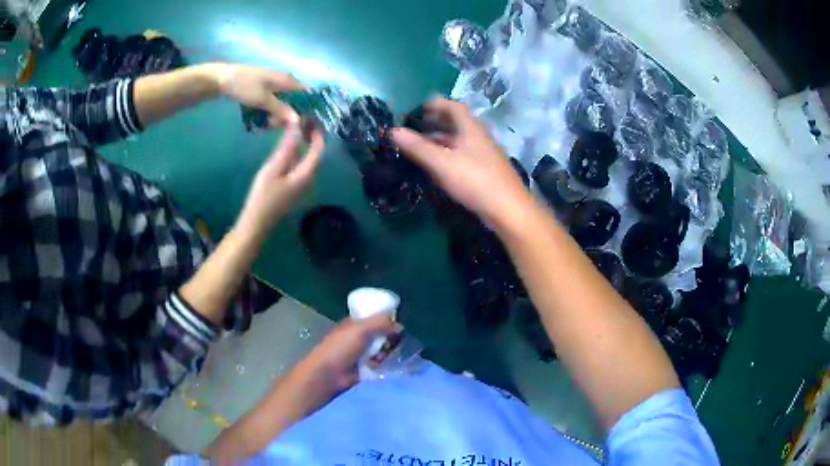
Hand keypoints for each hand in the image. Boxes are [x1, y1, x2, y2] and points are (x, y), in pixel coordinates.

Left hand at [213, 63, 304, 127]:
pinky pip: (270, 104)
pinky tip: (258, 119)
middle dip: (285, 117)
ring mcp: (272, 86)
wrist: (221, 79)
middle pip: (293, 103)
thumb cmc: (244, 86)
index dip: (305, 110)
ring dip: (274, 117)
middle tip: (272, 125)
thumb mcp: (263, 99)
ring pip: (280, 105)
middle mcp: (283, 82)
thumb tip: (299, 121)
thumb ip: (281, 110)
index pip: (305, 95)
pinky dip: (266, 113)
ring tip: (262, 124)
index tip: (299, 125)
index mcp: (287, 80)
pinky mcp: (261, 91)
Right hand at [236, 122, 323, 235]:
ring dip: (304, 144)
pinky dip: (297, 153)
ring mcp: (300, 185)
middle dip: (311, 136)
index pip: (319, 149)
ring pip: (307, 160)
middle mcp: (308, 179)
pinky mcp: (292, 188)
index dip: (317, 132)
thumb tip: (297, 126)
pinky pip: (299, 165)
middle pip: (315, 154)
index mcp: (307, 174)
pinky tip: (287, 148)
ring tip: (295, 129)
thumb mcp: (274, 168)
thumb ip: (287, 147)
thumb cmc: (263, 196)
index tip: (311, 117)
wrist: (255, 224)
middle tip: (302, 121)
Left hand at [292, 315, 399, 409]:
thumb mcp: (361, 329)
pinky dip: (381, 363)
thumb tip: (400, 326)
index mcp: (355, 323)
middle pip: (382, 333)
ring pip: (382, 348)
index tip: (396, 325)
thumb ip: (381, 323)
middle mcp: (359, 336)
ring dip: (385, 352)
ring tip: (381, 356)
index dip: (387, 319)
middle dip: (389, 337)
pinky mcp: (365, 367)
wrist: (329, 374)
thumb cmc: (341, 348)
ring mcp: (361, 352)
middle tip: (391, 342)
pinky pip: (380, 362)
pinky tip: (378, 365)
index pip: (375, 316)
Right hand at [391, 97, 533, 229]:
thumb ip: (418, 147)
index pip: (454, 107)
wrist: (508, 210)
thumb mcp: (442, 163)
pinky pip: (463, 157)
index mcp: (471, 129)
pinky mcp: (485, 172)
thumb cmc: (475, 180)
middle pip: (456, 123)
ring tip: (421, 147)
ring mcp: (484, 155)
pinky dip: (448, 156)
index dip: (436, 104)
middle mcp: (479, 138)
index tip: (418, 108)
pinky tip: (438, 168)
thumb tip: (392, 131)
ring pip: (459, 142)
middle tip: (415, 127)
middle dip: (435, 122)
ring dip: (441, 141)